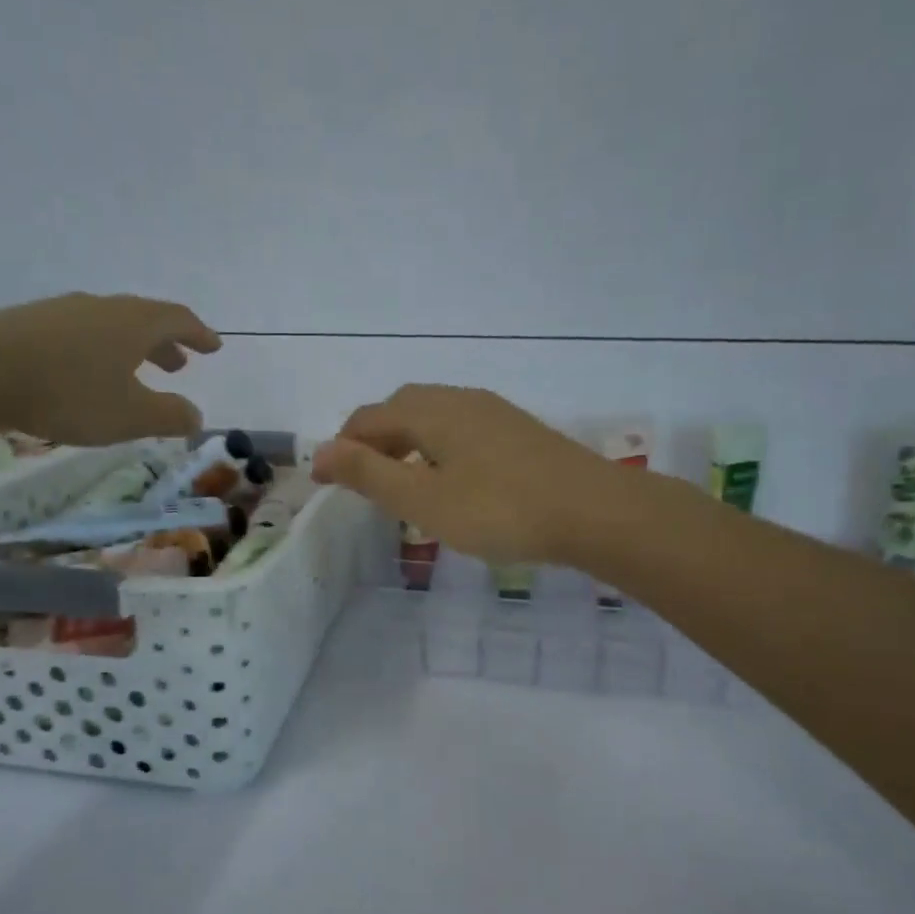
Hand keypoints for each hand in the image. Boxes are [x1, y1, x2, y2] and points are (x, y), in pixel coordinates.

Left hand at [0, 293, 220, 447]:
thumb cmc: (68, 393)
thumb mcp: (129, 416)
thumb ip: (169, 416)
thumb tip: (195, 416)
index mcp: (133, 323)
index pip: (177, 320)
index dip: (199, 334)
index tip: (214, 346)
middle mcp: (101, 309)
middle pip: (143, 319)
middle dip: (165, 343)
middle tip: (179, 364)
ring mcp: (61, 313)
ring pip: (109, 327)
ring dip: (130, 348)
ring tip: (135, 372)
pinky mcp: (29, 326)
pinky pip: (79, 335)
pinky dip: (98, 352)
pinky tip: (86, 375)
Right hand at [311, 385, 623, 563]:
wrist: (594, 512)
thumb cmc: (500, 510)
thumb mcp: (423, 499)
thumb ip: (369, 474)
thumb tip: (319, 451)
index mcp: (431, 412)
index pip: (368, 419)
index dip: (340, 447)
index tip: (323, 481)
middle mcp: (460, 400)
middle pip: (401, 409)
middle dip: (373, 440)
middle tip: (362, 480)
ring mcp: (494, 413)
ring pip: (434, 417)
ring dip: (406, 442)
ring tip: (402, 482)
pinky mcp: (519, 432)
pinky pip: (461, 429)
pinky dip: (437, 448)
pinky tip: (450, 479)